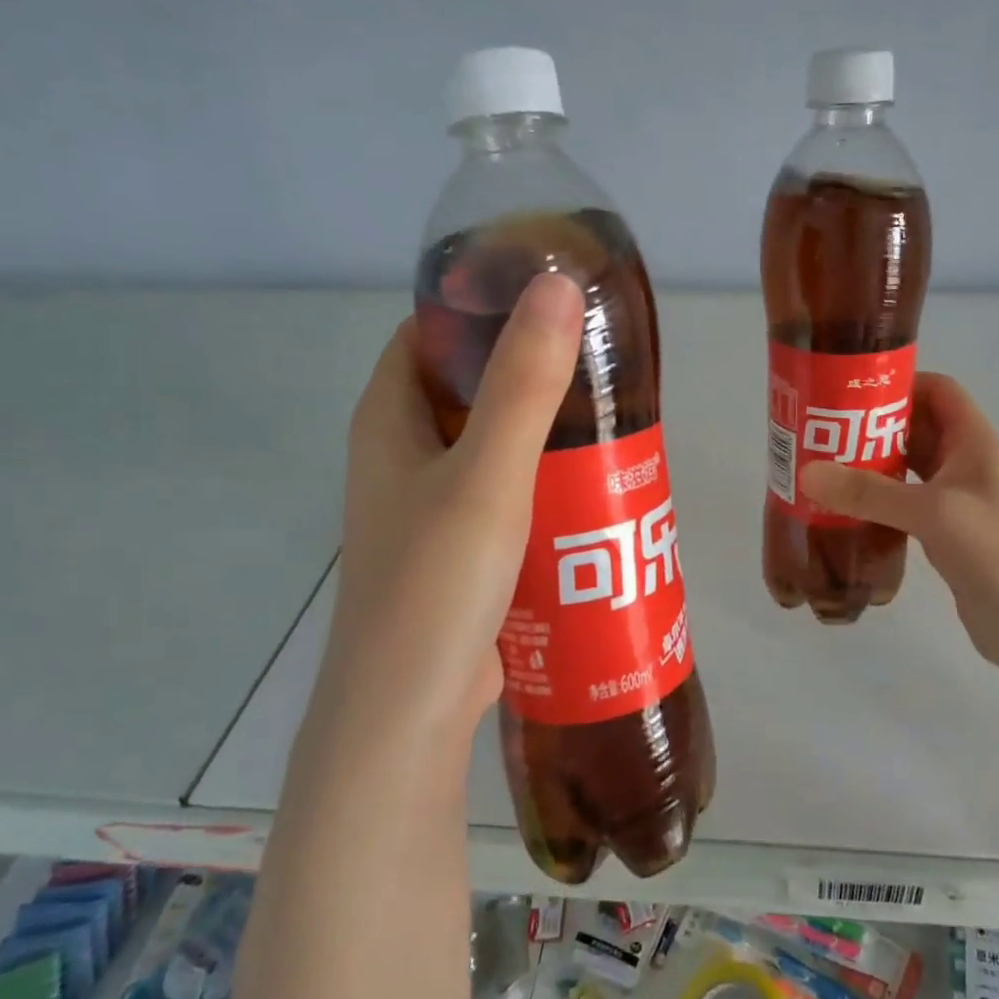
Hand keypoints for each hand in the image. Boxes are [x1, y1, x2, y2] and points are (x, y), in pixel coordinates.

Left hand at [317, 272, 584, 741]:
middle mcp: (403, 458)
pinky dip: (543, 483)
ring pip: (492, 447)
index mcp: (388, 422)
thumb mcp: (487, 475)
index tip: (548, 297)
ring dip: (543, 431)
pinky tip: (593, 487)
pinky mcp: (460, 552)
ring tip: (610, 416)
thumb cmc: (436, 583)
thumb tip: (555, 284)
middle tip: (599, 360)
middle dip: (528, 370)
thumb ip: (523, 384)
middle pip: (467, 389)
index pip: (427, 335)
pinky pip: (506, 497)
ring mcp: (430, 509)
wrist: (409, 713)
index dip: (479, 307)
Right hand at [799, 372, 998, 672]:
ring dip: (868, 466)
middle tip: (819, 431)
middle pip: (914, 428)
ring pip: (905, 469)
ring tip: (821, 468)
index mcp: (973, 442)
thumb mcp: (933, 512)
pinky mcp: (943, 536)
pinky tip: (842, 512)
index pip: (938, 390)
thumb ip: (870, 492)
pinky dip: (874, 503)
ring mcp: (954, 502)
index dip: (900, 383)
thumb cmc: (998, 552)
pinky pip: (902, 506)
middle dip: (870, 426)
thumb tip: (808, 473)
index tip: (849, 391)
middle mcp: (964, 464)